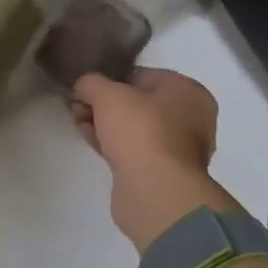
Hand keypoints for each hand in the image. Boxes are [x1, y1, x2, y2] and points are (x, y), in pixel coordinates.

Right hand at [71, 68, 237, 249]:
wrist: (155, 191)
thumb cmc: (141, 130)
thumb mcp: (107, 94)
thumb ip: (91, 83)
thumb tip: (84, 87)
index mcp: (189, 92)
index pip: (143, 75)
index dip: (111, 78)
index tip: (87, 86)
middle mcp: (190, 119)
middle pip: (138, 103)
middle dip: (104, 103)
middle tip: (77, 104)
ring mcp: (177, 149)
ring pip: (133, 128)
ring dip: (104, 123)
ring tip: (77, 119)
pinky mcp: (161, 173)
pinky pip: (132, 149)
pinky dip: (110, 142)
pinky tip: (87, 136)